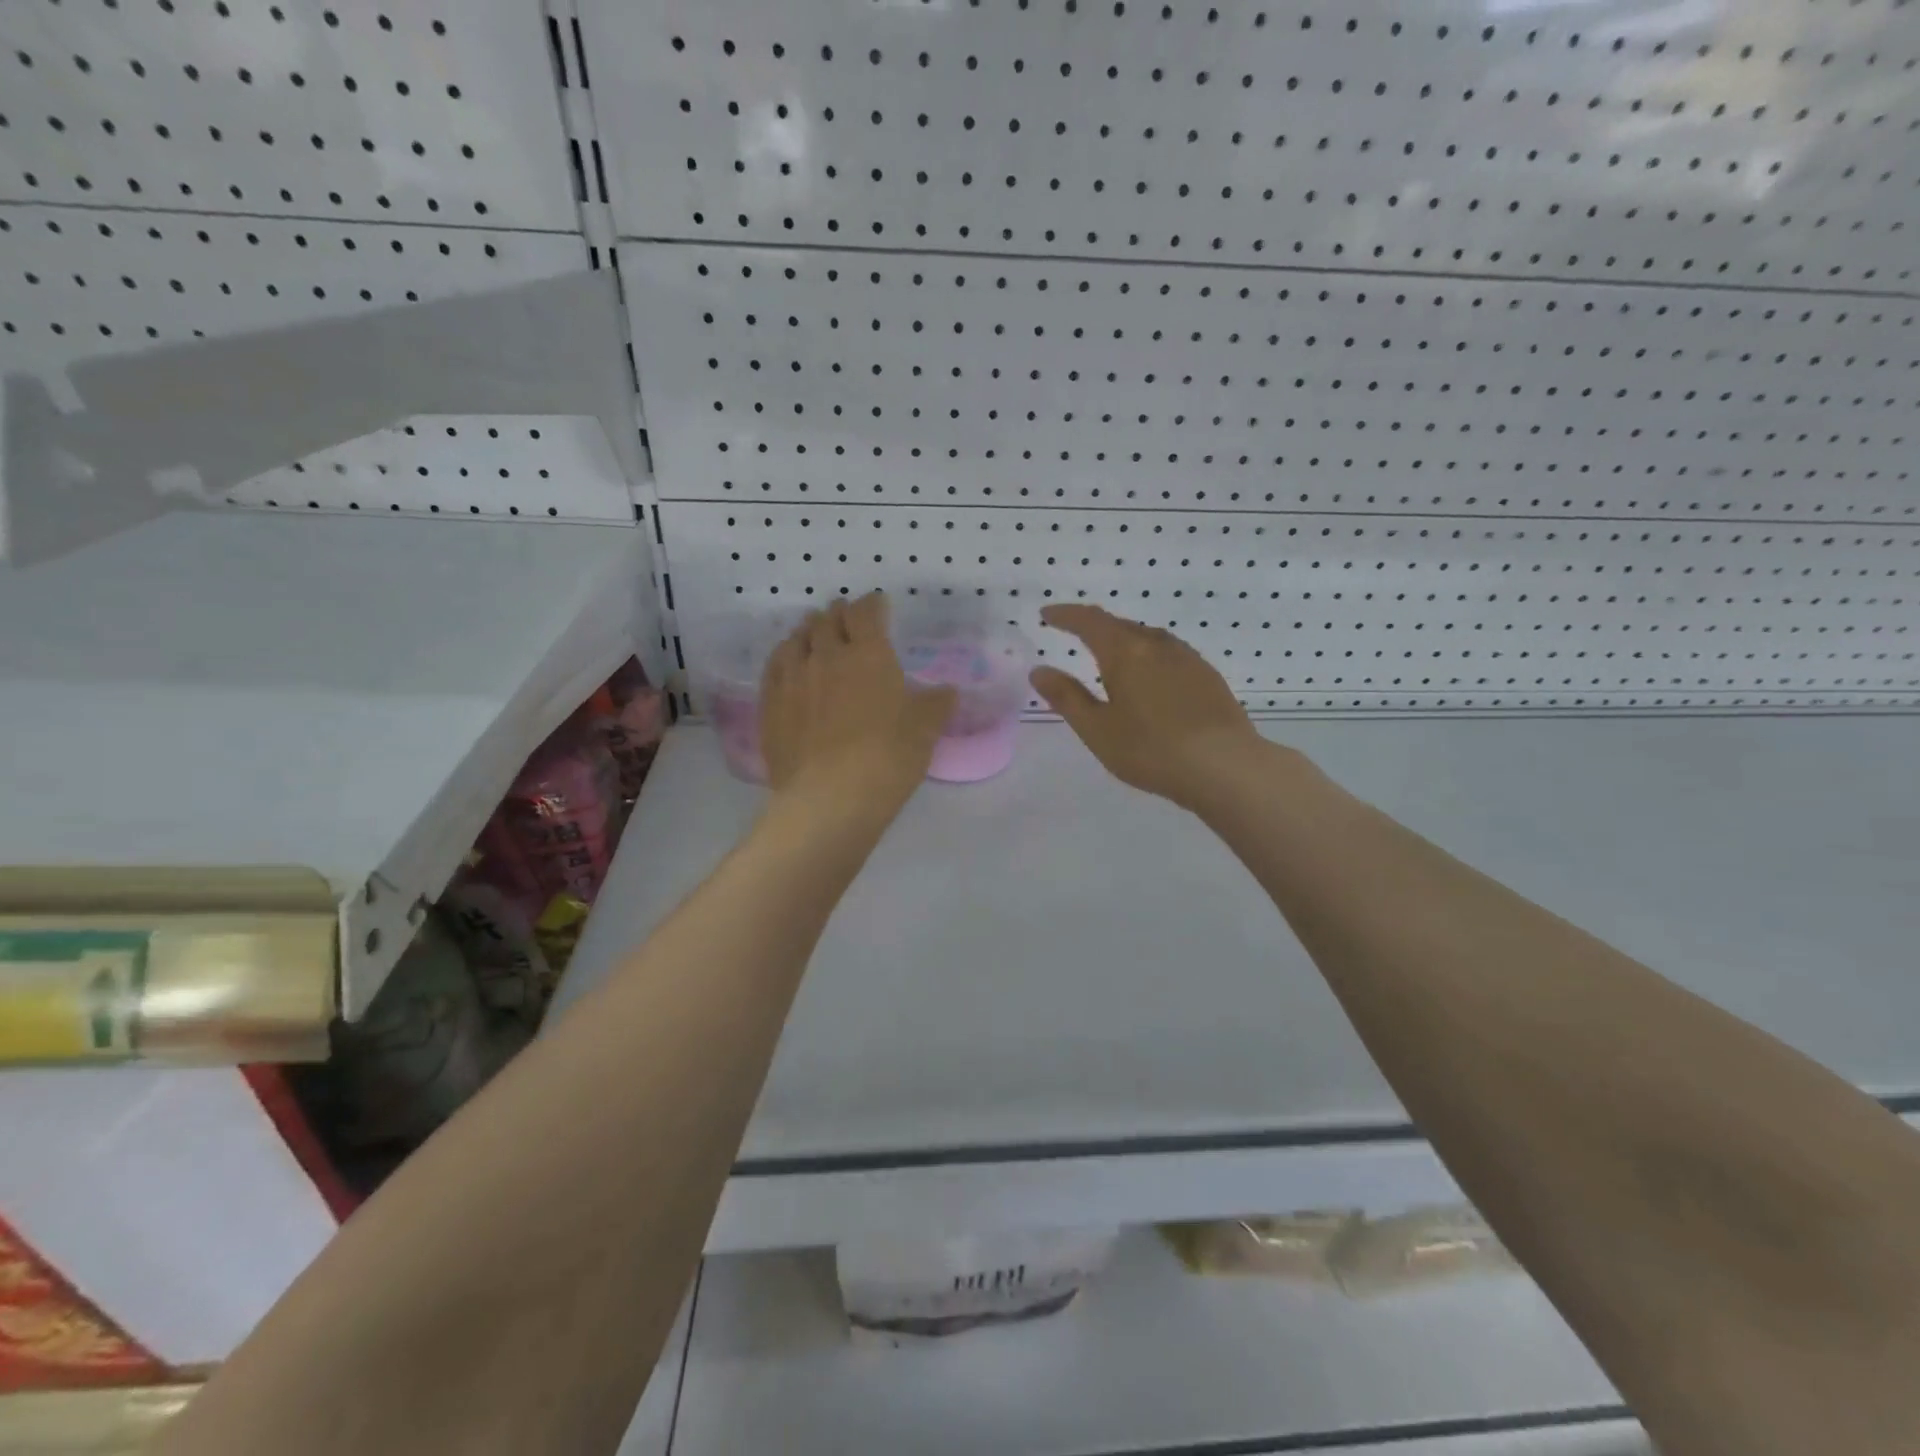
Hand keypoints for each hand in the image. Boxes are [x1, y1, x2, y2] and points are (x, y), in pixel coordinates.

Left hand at [759, 594, 955, 816]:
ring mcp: (792, 679)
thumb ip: (935, 705)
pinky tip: (787, 662)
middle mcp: (827, 656)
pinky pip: (774, 667)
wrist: (829, 797)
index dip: (872, 604)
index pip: (866, 613)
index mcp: (868, 654)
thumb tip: (946, 691)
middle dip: (838, 614)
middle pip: (828, 621)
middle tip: (845, 617)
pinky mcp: (770, 705)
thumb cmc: (887, 757)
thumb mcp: (924, 730)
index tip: (878, 605)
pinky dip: (784, 656)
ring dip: (808, 631)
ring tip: (815, 633)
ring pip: (796, 640)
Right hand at [1030, 604, 1270, 811]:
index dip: (1065, 615)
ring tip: (1110, 656)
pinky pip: (1168, 654)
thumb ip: (1066, 697)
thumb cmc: (1150, 749)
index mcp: (1125, 651)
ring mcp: (1187, 658)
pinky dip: (1148, 656)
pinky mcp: (1208, 676)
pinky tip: (1150, 678)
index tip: (1047, 615)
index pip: (1088, 621)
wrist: (1224, 766)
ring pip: (1147, 638)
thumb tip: (1039, 670)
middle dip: (1094, 626)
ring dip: (1124, 640)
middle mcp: (1157, 644)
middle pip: (1119, 625)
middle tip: (1075, 633)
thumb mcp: (1097, 729)